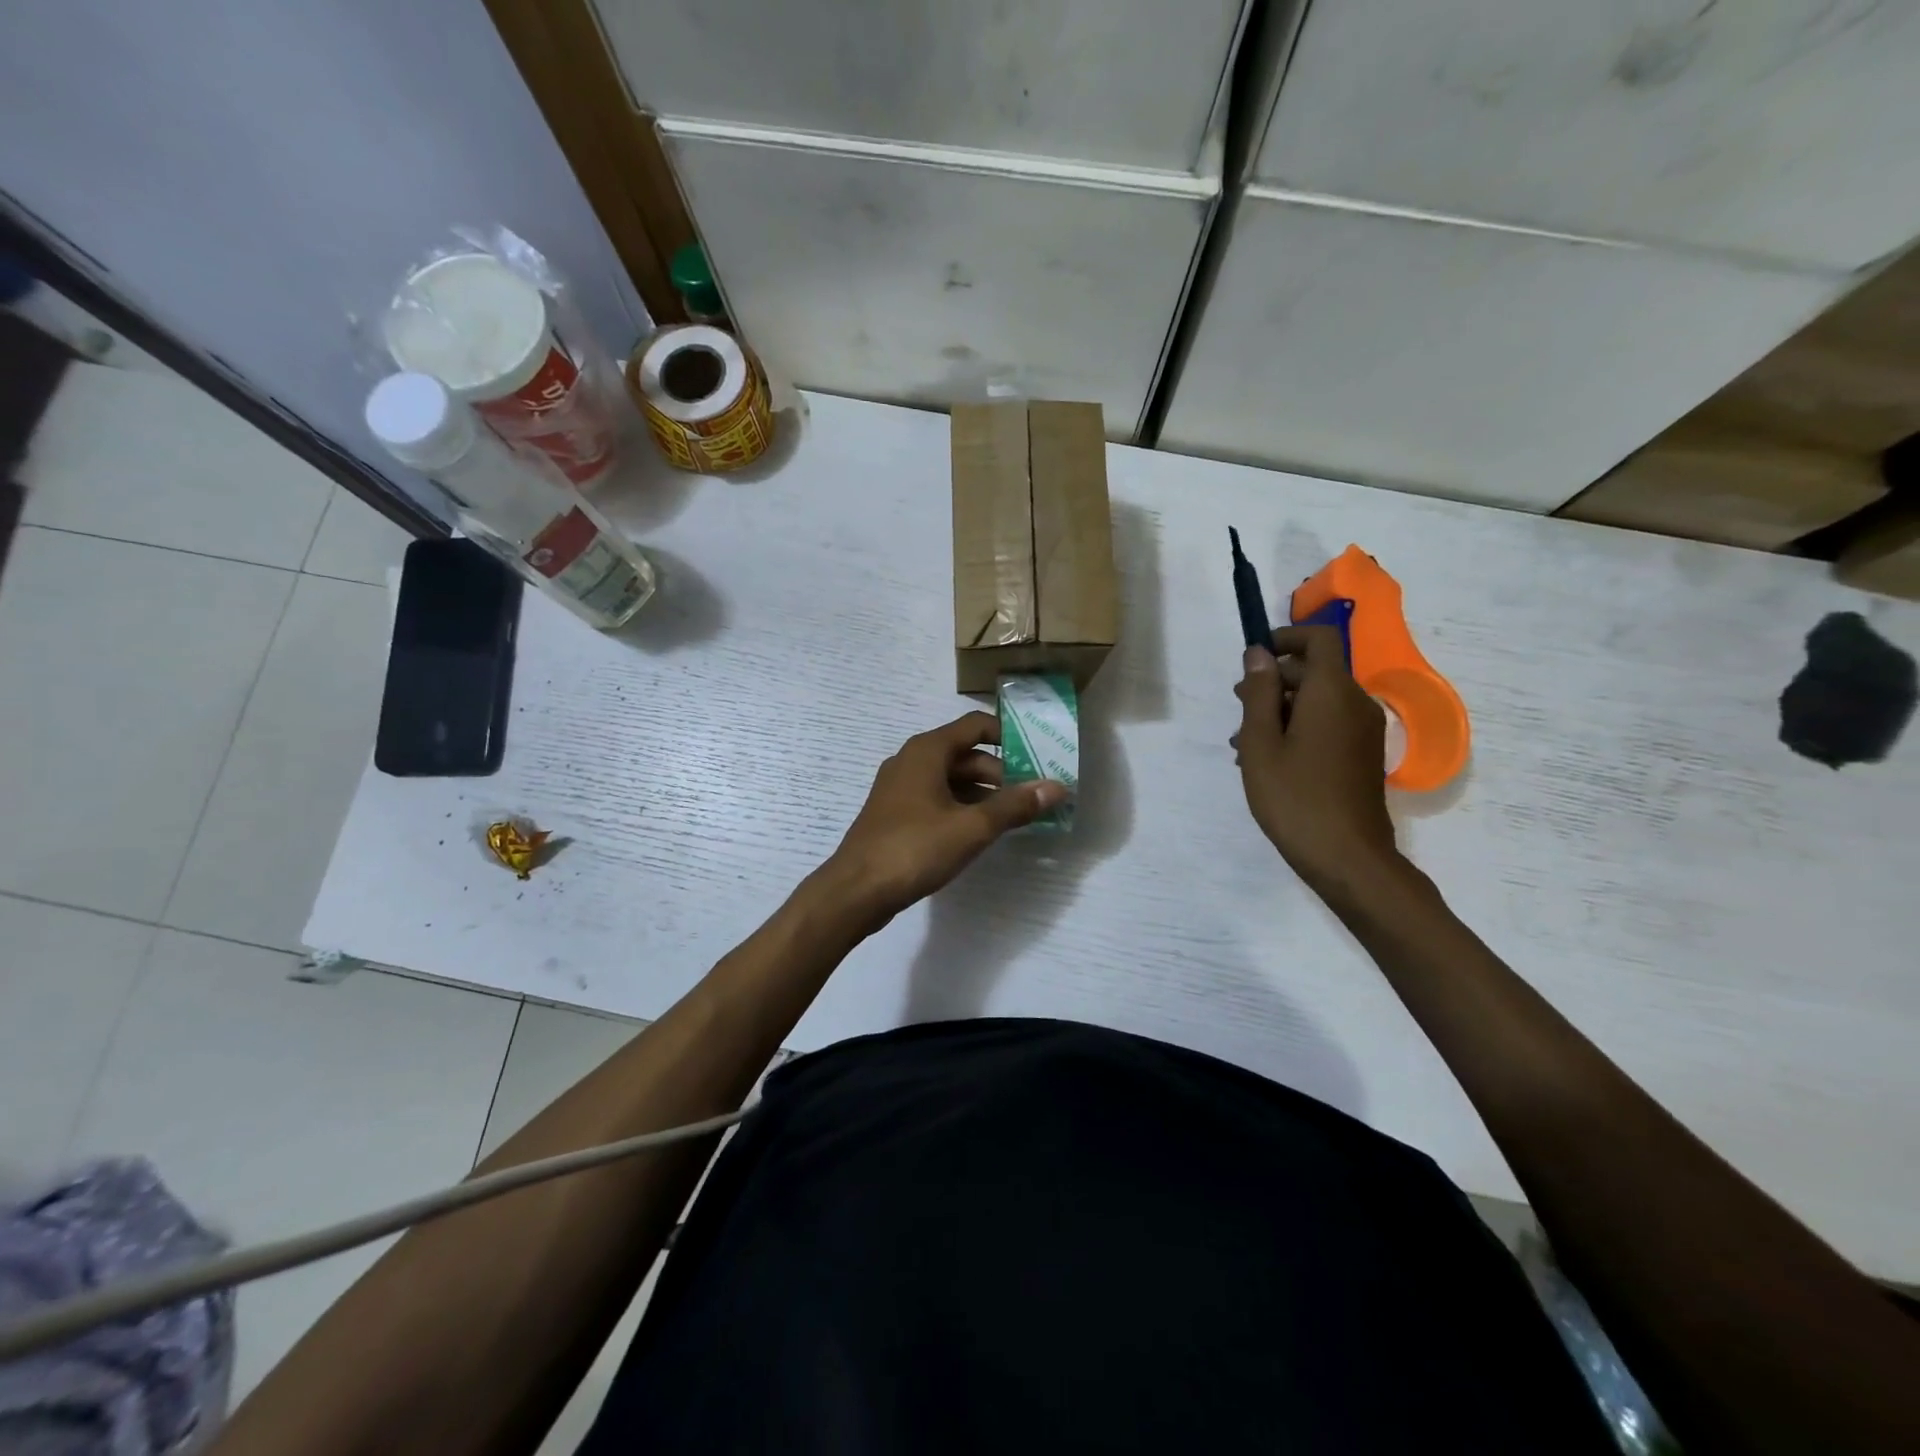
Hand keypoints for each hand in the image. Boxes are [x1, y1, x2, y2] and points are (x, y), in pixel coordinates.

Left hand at [823, 712, 1067, 925]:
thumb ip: (1014, 806)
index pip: (975, 725)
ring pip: (950, 779)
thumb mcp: (972, 827)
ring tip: (1013, 817)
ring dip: (982, 793)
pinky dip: (961, 807)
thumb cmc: (914, 848)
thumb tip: (1056, 787)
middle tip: (1032, 796)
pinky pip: (936, 799)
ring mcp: (899, 788)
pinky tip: (979, 832)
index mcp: (927, 751)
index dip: (1008, 736)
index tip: (1038, 755)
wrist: (856, 890)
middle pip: (965, 754)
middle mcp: (911, 760)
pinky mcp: (895, 813)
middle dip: (1000, 773)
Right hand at [1234, 626, 1398, 890]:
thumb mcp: (1262, 743)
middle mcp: (1355, 703)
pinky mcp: (1362, 755)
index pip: (1319, 639)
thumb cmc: (1294, 797)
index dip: (1286, 637)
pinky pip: (1329, 724)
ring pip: (1318, 701)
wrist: (1347, 857)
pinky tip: (1269, 760)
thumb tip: (1259, 653)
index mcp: (1331, 692)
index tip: (1254, 658)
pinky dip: (1299, 728)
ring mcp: (1363, 731)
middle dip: (1274, 681)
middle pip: (1315, 671)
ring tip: (1244, 742)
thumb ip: (1260, 693)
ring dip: (1281, 709)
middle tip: (1238, 708)